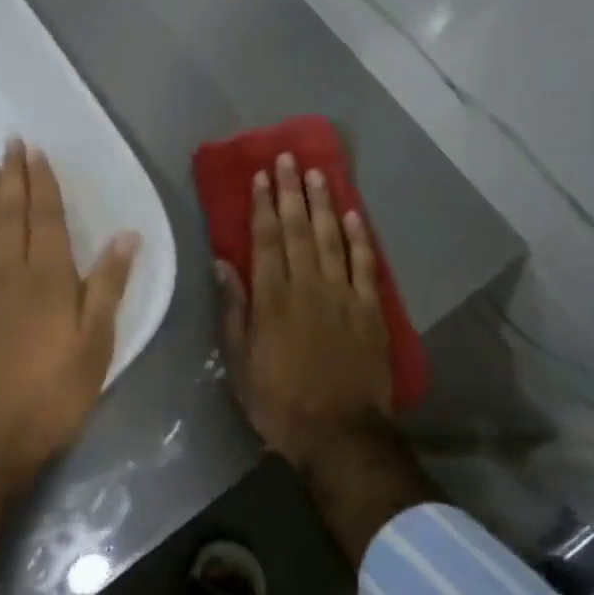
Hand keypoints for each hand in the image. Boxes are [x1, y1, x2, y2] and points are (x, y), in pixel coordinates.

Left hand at [0, 141, 139, 482]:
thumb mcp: (95, 343)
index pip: (46, 217)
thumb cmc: (49, 392)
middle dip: (12, 177)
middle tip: (8, 145)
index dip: (41, 183)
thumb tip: (126, 235)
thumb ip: (108, 286)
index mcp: (48, 275)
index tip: (34, 152)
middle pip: (10, 215)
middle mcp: (9, 272)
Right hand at [217, 154, 394, 469]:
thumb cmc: (280, 402)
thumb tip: (223, 264)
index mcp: (273, 298)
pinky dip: (360, 237)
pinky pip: (366, 265)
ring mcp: (343, 296)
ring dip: (324, 204)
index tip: (261, 176)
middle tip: (289, 159)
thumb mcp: (240, 362)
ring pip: (332, 238)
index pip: (266, 240)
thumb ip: (234, 310)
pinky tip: (354, 214)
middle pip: (298, 229)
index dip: (262, 205)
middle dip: (291, 192)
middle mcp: (307, 286)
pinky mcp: (371, 310)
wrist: (341, 435)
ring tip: (317, 174)